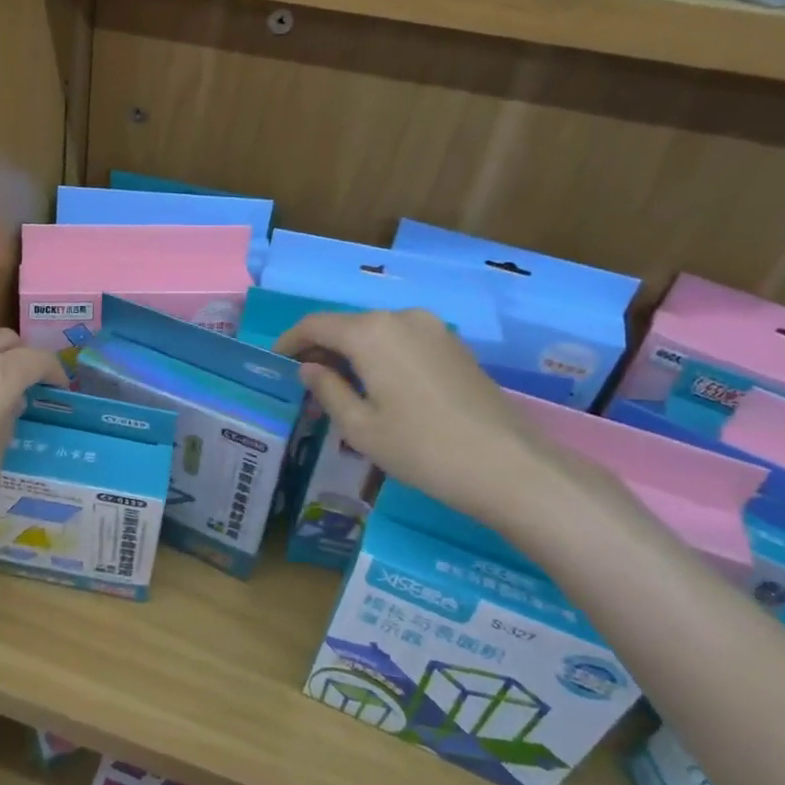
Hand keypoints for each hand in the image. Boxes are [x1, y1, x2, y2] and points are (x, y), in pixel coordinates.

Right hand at [276, 308, 574, 530]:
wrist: (509, 466)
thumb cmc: (422, 449)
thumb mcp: (360, 428)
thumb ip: (328, 390)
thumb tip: (309, 368)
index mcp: (371, 332)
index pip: (315, 324)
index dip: (289, 341)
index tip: (275, 362)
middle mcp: (401, 317)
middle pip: (346, 325)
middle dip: (321, 349)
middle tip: (305, 383)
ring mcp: (433, 328)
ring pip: (376, 332)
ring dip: (351, 353)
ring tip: (340, 389)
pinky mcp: (454, 345)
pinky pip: (402, 341)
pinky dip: (380, 356)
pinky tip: (378, 388)